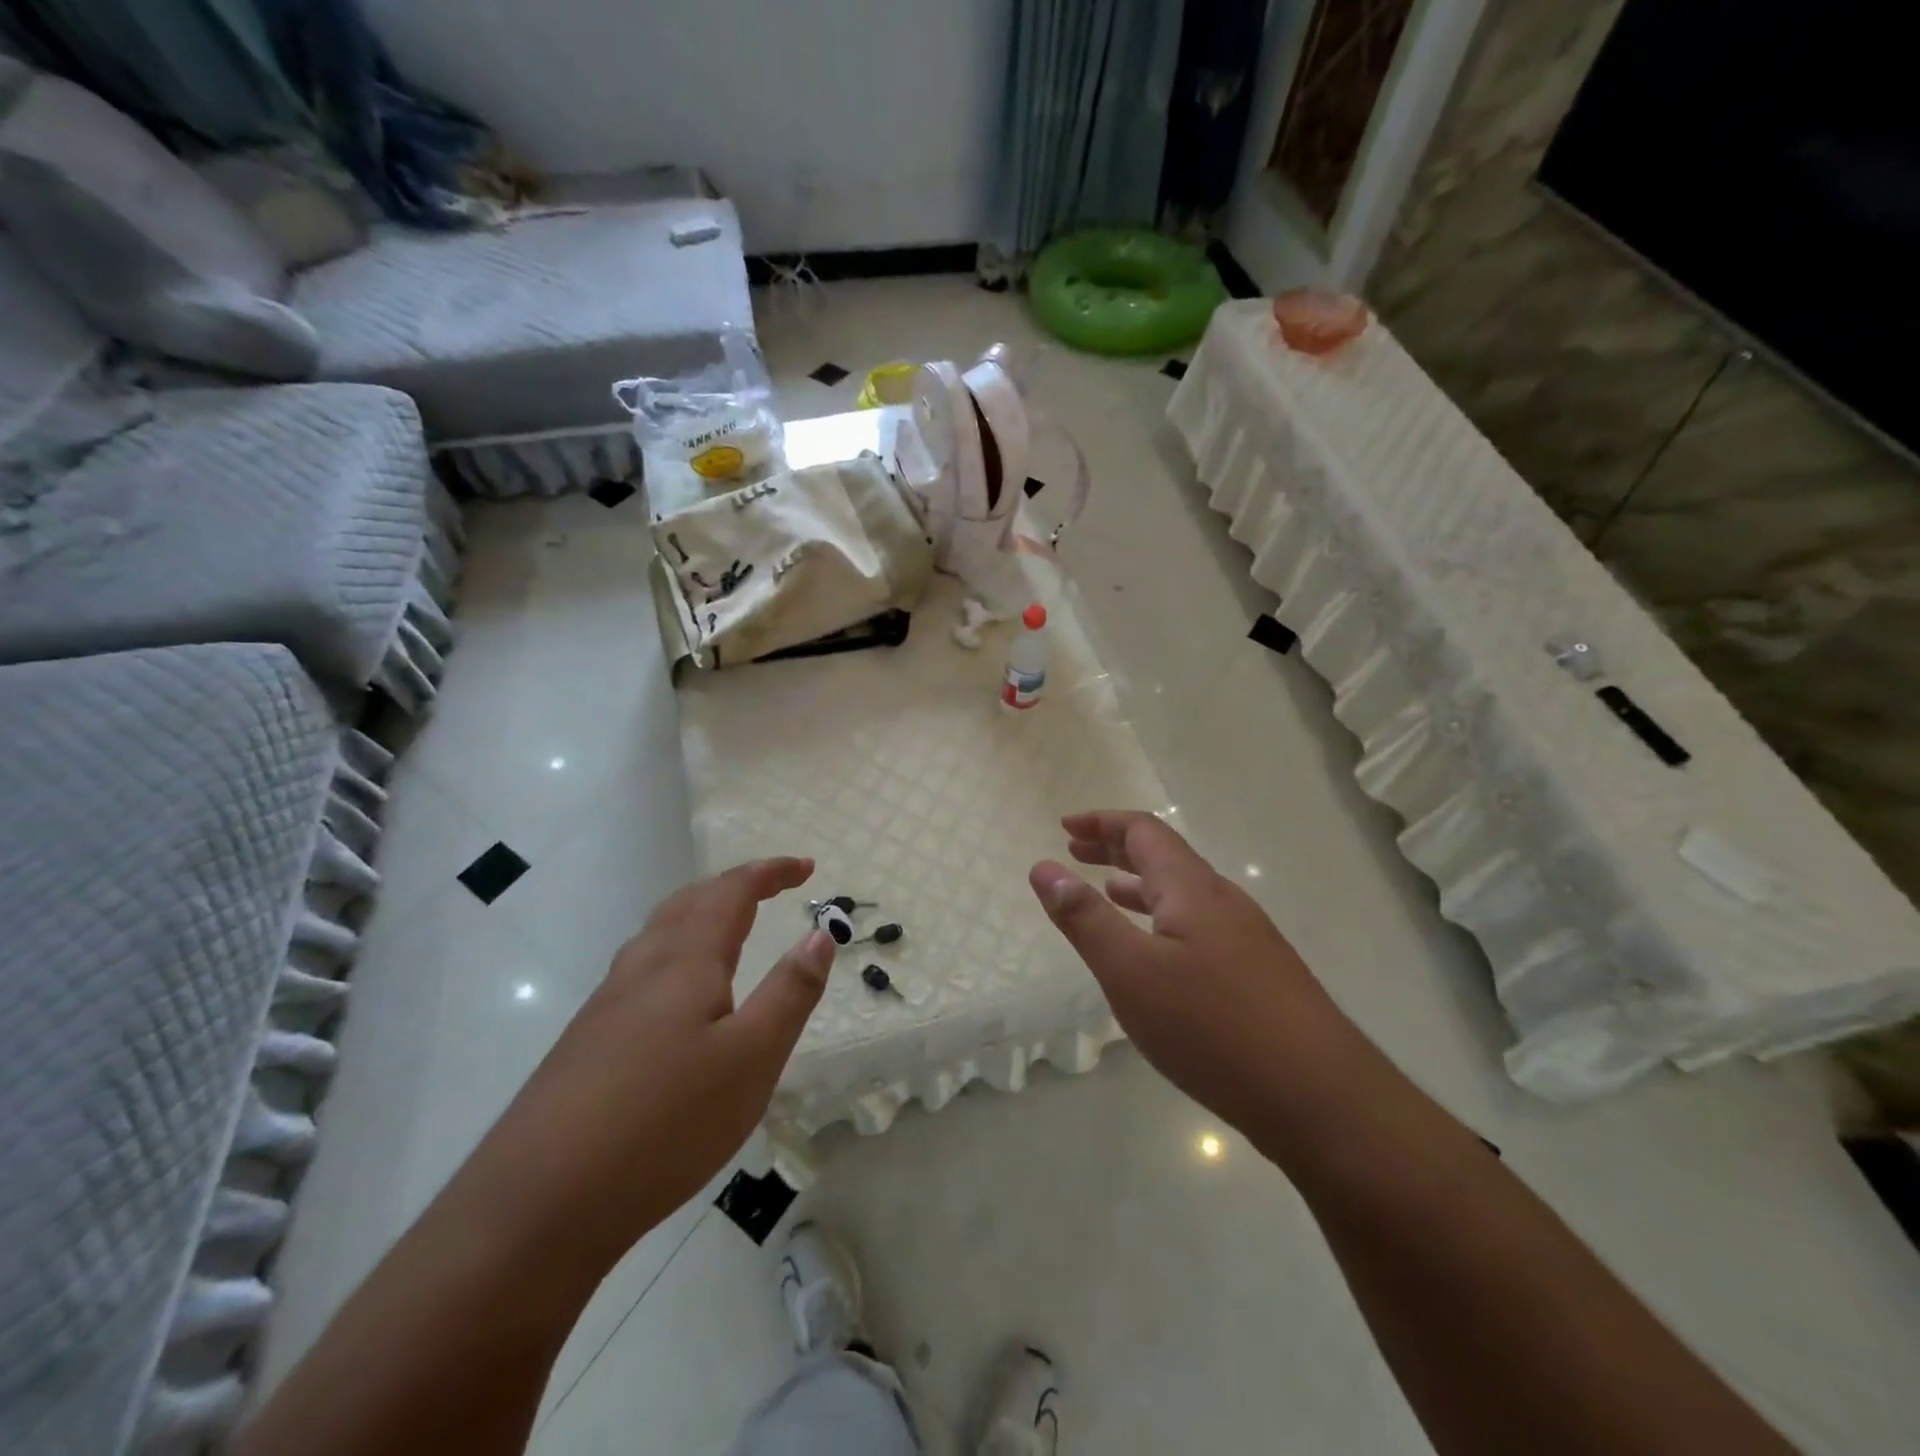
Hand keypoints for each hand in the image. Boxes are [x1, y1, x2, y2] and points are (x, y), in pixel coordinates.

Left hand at [467, 857, 832, 1267]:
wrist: (536, 1205)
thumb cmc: (664, 1122)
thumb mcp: (751, 1059)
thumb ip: (789, 992)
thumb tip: (820, 933)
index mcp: (686, 961)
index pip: (732, 892)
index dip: (770, 872)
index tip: (806, 867)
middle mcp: (642, 967)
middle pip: (689, 902)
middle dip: (734, 885)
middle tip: (773, 887)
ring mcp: (607, 1003)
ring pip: (659, 933)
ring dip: (701, 913)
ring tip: (731, 926)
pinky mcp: (588, 1039)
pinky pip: (642, 967)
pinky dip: (677, 950)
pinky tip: (679, 995)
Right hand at [1030, 811, 1351, 1136]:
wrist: (1319, 1097)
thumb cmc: (1212, 1026)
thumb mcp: (1130, 971)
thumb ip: (1085, 918)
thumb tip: (1043, 867)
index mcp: (1192, 888)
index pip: (1144, 831)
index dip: (1102, 822)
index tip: (1065, 827)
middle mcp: (1223, 901)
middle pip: (1165, 856)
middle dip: (1116, 847)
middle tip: (1075, 851)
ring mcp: (1247, 938)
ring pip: (1183, 893)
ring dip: (1139, 884)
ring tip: (1106, 890)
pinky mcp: (1258, 974)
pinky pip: (1198, 925)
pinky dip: (1163, 919)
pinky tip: (1156, 952)